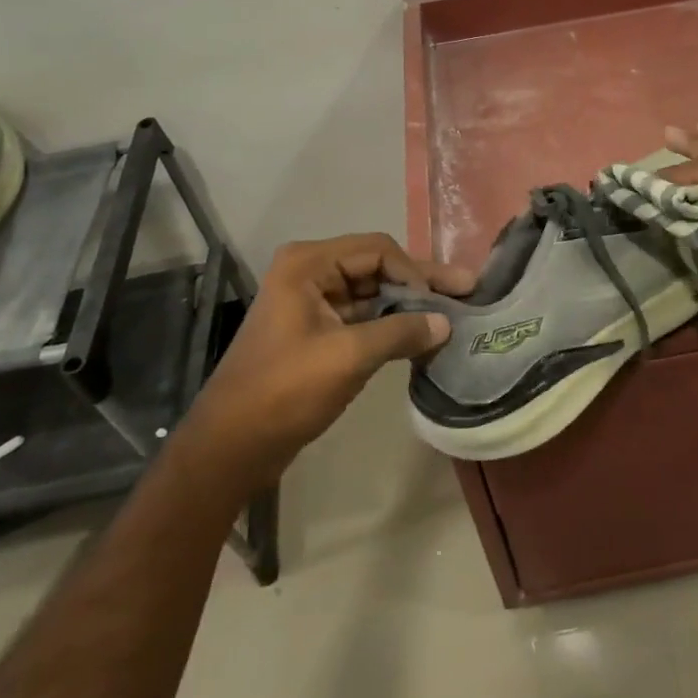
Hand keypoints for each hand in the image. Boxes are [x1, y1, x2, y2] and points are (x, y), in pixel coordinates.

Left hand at [193, 234, 472, 473]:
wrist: (231, 447)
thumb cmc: (285, 391)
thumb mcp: (348, 357)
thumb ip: (400, 332)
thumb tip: (446, 323)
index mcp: (309, 264)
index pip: (378, 250)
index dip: (414, 272)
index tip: (441, 303)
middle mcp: (310, 273)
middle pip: (377, 268)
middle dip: (419, 283)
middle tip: (466, 291)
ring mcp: (313, 302)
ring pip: (373, 293)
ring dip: (408, 305)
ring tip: (452, 315)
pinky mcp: (317, 331)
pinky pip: (363, 317)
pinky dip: (391, 325)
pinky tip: (422, 336)